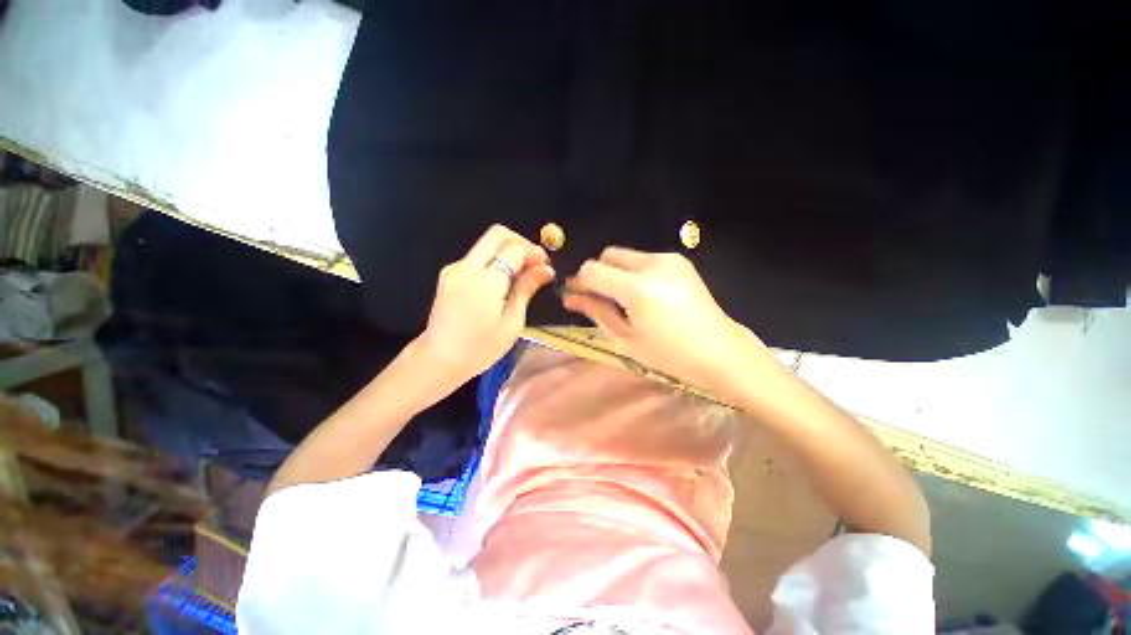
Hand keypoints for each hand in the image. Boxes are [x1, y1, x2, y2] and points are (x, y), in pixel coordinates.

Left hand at [418, 225, 554, 383]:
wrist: (439, 359)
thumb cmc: (480, 349)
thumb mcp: (512, 323)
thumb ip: (526, 289)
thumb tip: (546, 269)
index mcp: (485, 283)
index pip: (514, 249)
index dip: (533, 252)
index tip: (545, 265)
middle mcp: (466, 268)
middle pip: (497, 234)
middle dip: (521, 242)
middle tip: (535, 262)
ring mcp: (455, 268)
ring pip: (486, 243)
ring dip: (508, 250)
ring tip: (523, 273)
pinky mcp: (449, 273)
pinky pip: (478, 256)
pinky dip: (495, 260)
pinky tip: (504, 280)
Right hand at [563, 248, 769, 389]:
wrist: (720, 351)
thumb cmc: (669, 354)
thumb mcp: (626, 338)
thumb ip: (596, 312)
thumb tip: (571, 297)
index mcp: (637, 288)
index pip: (592, 270)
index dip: (579, 282)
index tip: (577, 297)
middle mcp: (653, 264)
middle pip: (608, 254)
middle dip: (598, 274)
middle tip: (602, 299)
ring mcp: (669, 259)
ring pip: (626, 255)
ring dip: (617, 273)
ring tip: (626, 301)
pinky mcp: (679, 261)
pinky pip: (644, 260)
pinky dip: (634, 273)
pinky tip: (645, 295)